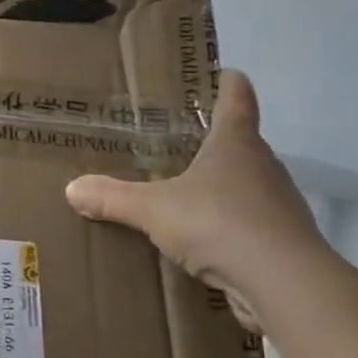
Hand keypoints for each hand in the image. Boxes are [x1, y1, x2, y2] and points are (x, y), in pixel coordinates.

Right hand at [64, 71, 325, 315]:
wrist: (285, 284)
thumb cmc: (219, 223)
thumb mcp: (153, 209)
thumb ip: (113, 198)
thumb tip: (72, 188)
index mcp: (235, 144)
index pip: (237, 100)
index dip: (230, 84)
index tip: (227, 73)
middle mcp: (264, 167)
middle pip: (243, 144)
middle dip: (217, 143)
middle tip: (183, 144)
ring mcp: (280, 205)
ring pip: (249, 186)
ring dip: (224, 189)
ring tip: (189, 196)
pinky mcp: (284, 243)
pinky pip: (252, 226)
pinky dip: (231, 228)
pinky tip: (206, 243)